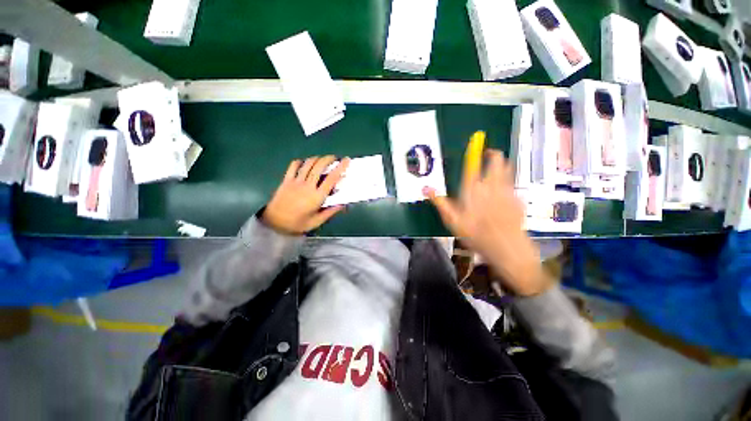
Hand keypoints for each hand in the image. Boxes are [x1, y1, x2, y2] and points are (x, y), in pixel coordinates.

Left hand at [262, 156, 349, 234]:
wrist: (275, 223)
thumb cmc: (298, 224)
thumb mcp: (317, 221)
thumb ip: (330, 212)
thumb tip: (343, 204)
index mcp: (317, 196)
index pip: (332, 178)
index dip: (340, 167)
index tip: (346, 160)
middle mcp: (308, 185)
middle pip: (319, 166)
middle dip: (328, 159)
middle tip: (334, 158)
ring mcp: (296, 181)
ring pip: (308, 164)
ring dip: (317, 158)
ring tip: (322, 159)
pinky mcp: (286, 180)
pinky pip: (293, 166)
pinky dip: (301, 162)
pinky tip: (305, 163)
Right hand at [424, 150, 549, 295]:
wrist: (506, 247)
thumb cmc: (474, 234)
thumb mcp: (451, 220)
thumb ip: (439, 201)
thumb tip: (425, 188)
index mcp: (473, 188)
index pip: (474, 163)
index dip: (475, 150)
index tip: (476, 140)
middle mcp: (492, 185)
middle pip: (497, 161)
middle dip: (493, 154)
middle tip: (488, 155)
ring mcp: (507, 191)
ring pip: (507, 169)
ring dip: (502, 165)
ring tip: (496, 167)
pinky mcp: (518, 199)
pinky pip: (512, 185)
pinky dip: (507, 183)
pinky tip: (503, 193)